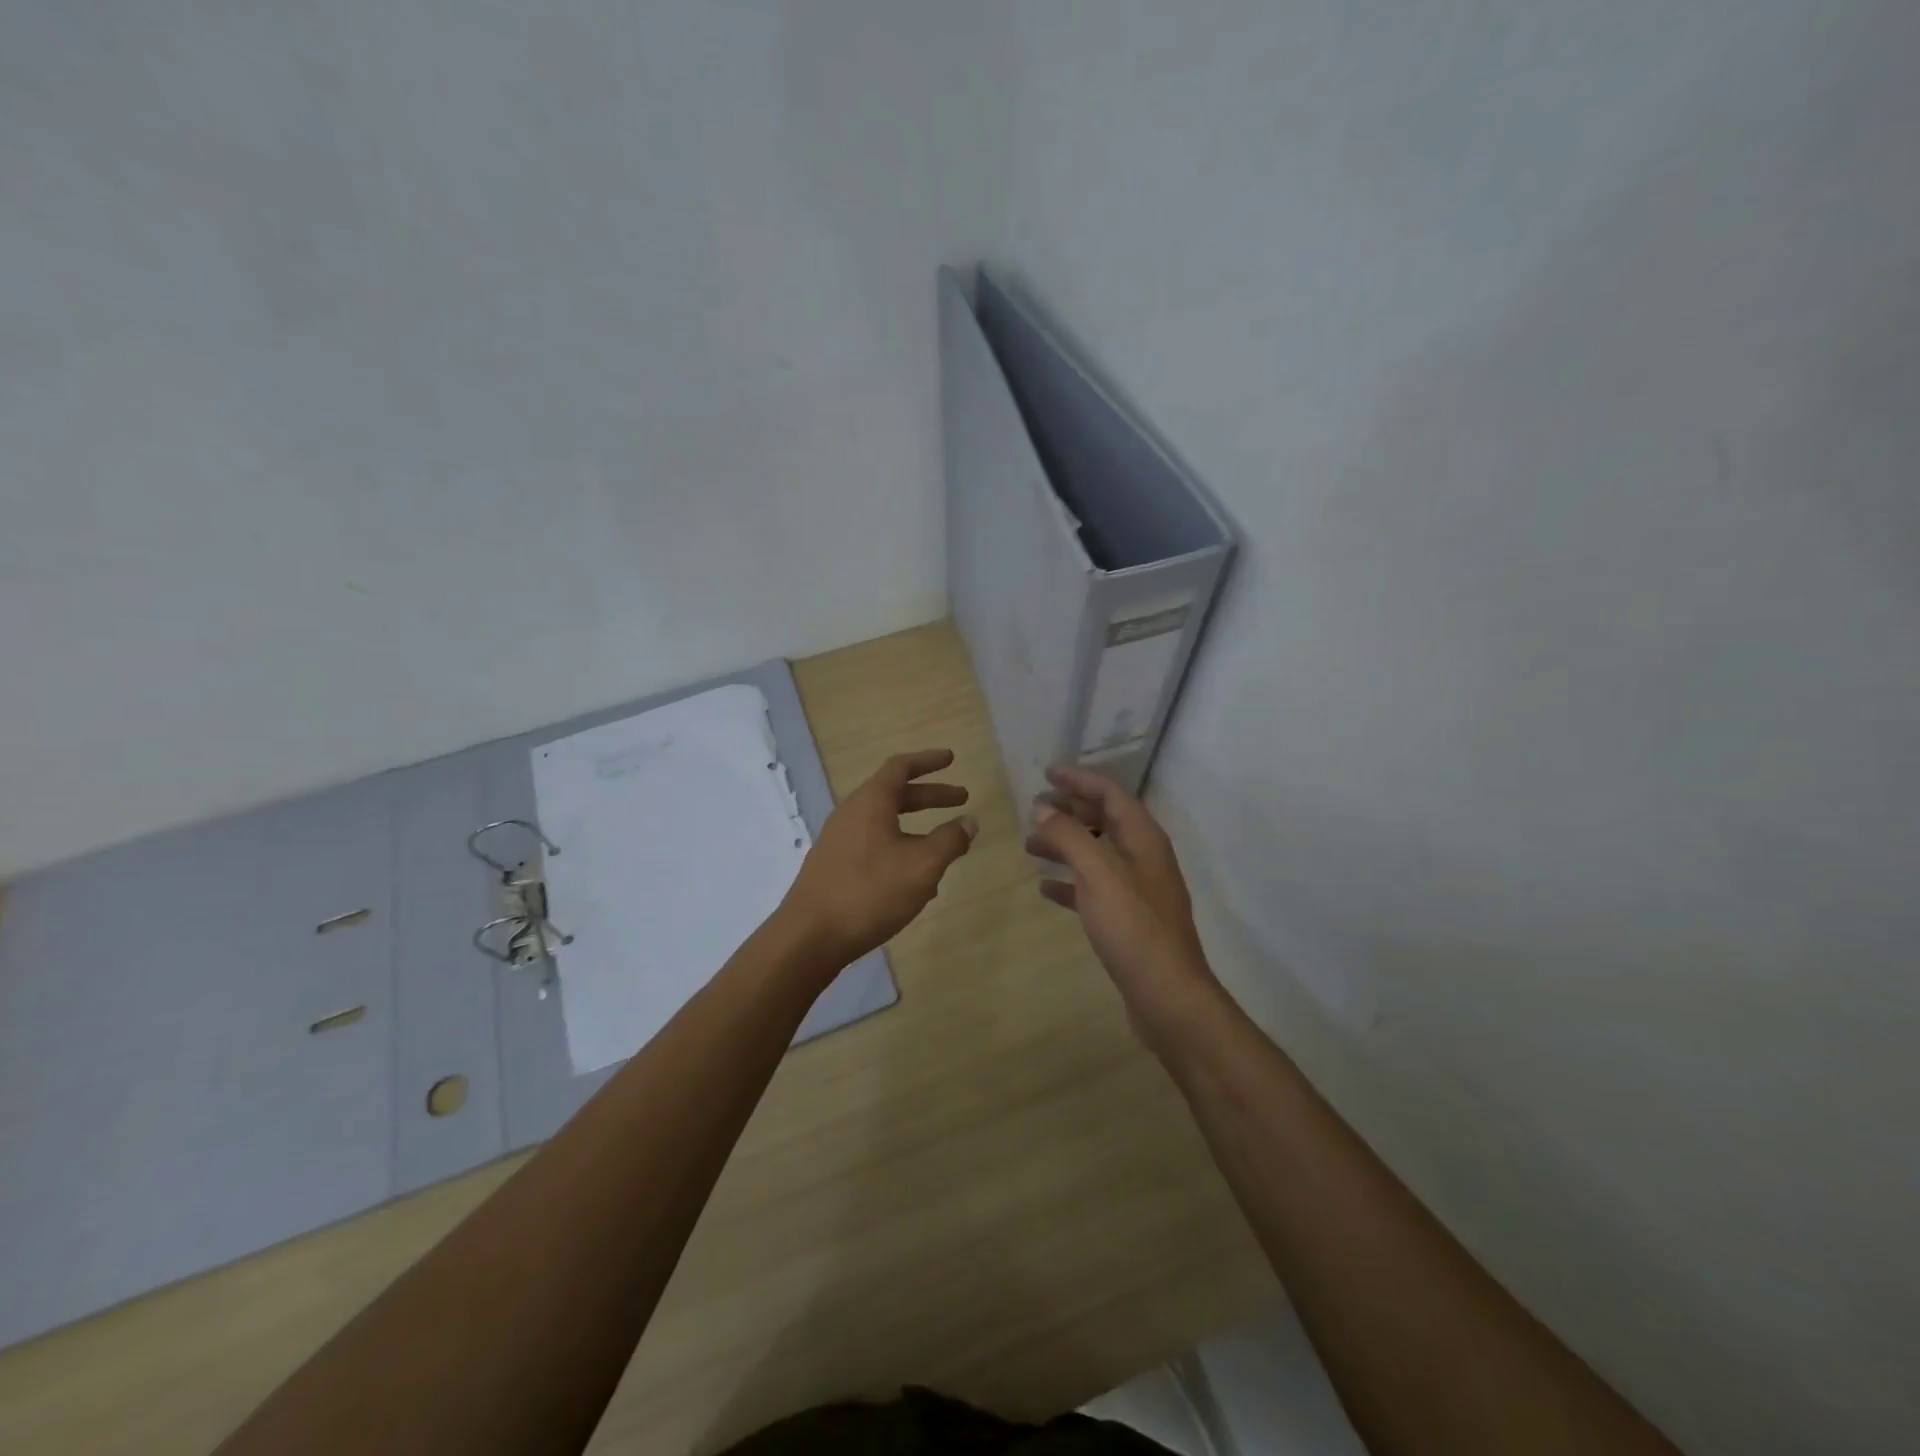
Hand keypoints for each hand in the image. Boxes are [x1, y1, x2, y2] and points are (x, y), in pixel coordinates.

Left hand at [778, 748, 977, 970]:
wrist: (809, 937)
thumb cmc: (870, 892)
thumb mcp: (922, 866)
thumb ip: (949, 840)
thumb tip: (969, 821)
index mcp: (871, 802)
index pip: (901, 767)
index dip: (928, 761)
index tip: (951, 758)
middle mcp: (851, 814)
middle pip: (895, 795)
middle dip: (930, 796)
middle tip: (961, 798)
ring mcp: (839, 841)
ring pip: (885, 824)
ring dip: (917, 829)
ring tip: (945, 848)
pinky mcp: (834, 867)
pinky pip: (874, 847)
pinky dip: (900, 851)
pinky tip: (917, 883)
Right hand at [1026, 764, 1220, 1049]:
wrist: (1167, 995)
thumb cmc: (1133, 927)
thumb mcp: (1099, 873)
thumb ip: (1070, 836)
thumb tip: (1043, 808)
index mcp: (1142, 838)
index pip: (1110, 792)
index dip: (1079, 779)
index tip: (1046, 772)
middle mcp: (1142, 857)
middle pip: (1103, 819)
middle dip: (1069, 810)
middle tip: (1033, 808)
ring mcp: (1137, 889)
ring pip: (1096, 853)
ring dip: (1065, 844)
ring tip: (1030, 845)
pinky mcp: (1127, 918)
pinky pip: (1093, 887)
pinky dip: (1069, 881)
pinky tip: (1045, 888)